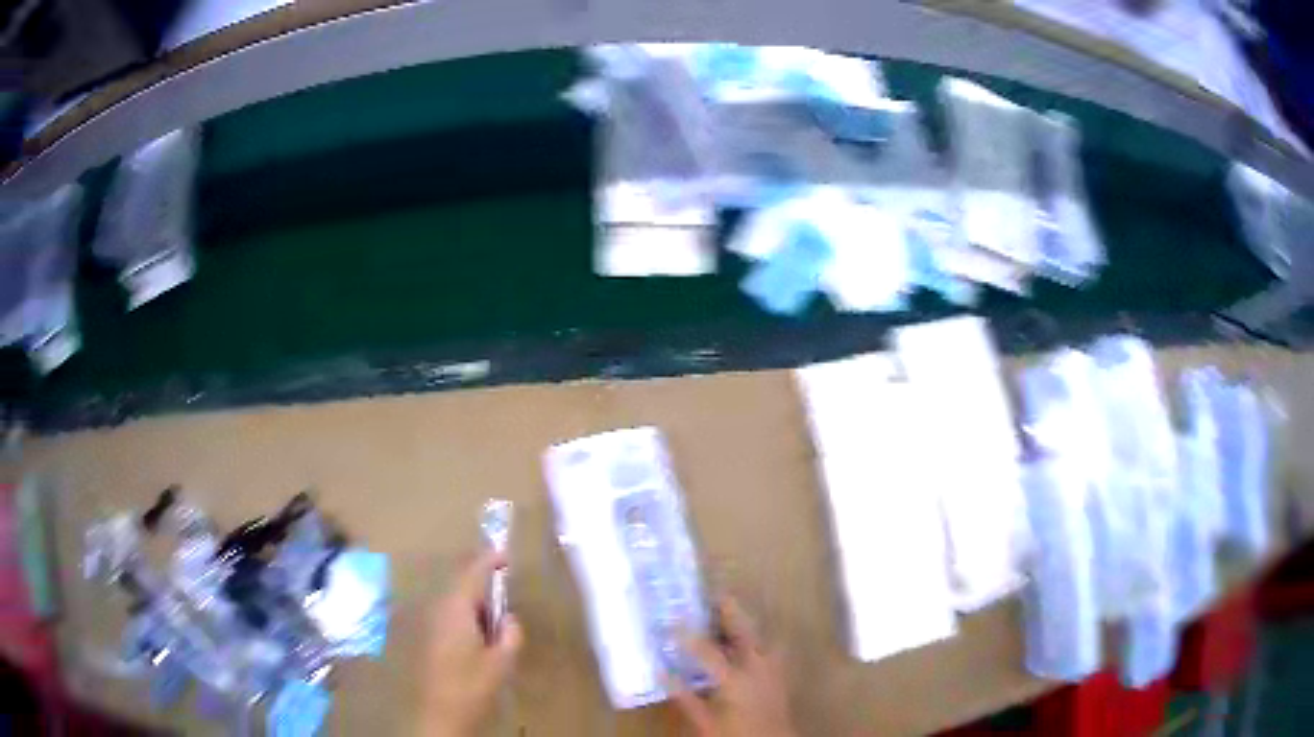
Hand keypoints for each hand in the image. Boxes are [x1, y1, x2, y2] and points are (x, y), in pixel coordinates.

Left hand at [419, 551, 522, 736]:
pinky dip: (466, 613)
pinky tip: (479, 632)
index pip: (473, 572)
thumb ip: (510, 635)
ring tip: (496, 613)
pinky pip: (449, 612)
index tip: (507, 554)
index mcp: (457, 608)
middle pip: (461, 582)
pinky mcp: (429, 636)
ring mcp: (430, 622)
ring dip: (475, 599)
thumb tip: (509, 618)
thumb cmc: (471, 685)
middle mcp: (439, 608)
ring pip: (454, 598)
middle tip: (505, 584)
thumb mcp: (501, 662)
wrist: (438, 713)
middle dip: (482, 579)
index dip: (490, 560)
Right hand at [671, 597, 796, 736]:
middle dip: (728, 610)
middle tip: (712, 592)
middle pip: (743, 630)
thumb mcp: (703, 721)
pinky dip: (759, 636)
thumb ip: (684, 696)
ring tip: (729, 609)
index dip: (687, 634)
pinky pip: (772, 646)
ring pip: (761, 634)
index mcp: (734, 678)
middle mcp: (756, 667)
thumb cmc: (735, 734)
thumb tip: (661, 672)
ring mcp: (772, 668)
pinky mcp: (781, 674)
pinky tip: (750, 638)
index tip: (672, 619)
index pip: (706, 650)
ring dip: (745, 621)